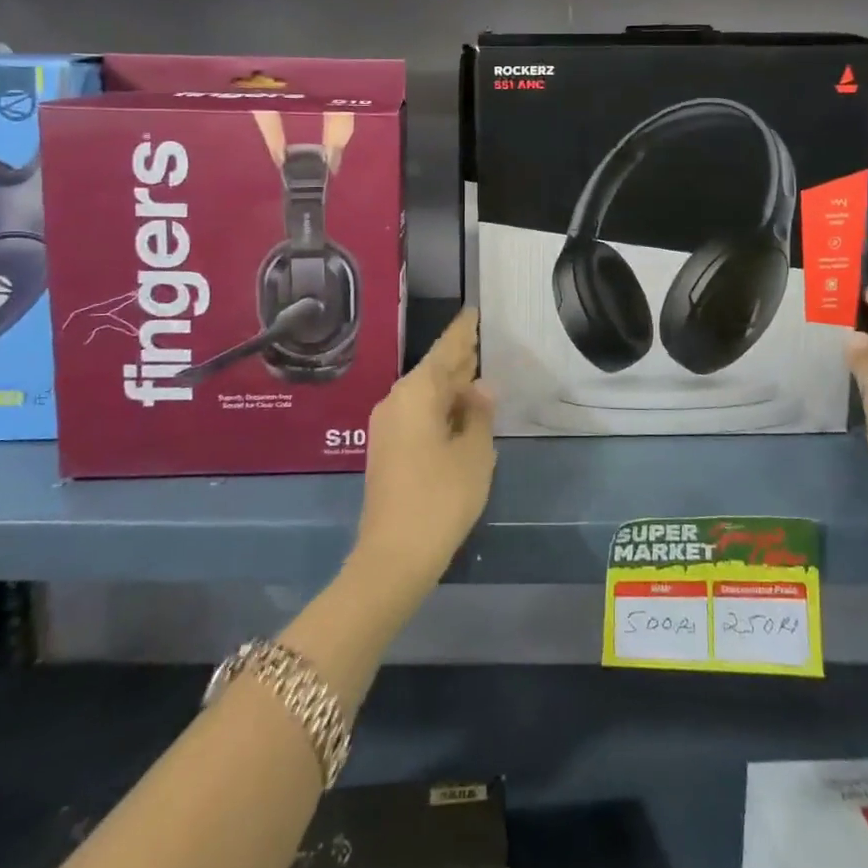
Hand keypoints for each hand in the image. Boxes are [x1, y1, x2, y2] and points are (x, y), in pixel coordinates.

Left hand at [350, 309, 495, 602]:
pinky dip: (439, 406)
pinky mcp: (386, 448)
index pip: (445, 350)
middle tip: (480, 340)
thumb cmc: (440, 498)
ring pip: (424, 393)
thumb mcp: (473, 454)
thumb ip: (480, 415)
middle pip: (432, 370)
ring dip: (449, 384)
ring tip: (476, 372)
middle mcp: (397, 400)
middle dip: (457, 358)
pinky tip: (458, 411)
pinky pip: (417, 412)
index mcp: (417, 392)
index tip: (473, 312)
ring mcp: (387, 425)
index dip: (463, 332)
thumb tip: (481, 389)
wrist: (393, 555)